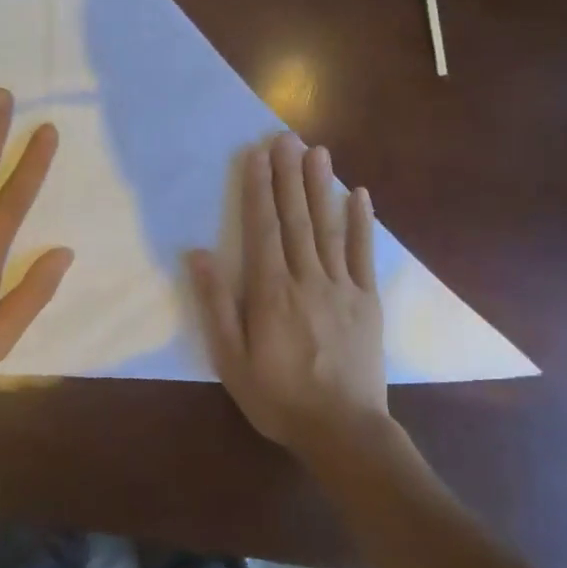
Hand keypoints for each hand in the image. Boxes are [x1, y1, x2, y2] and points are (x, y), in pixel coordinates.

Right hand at [189, 133, 391, 457]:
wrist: (343, 430)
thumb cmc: (278, 398)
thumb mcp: (231, 359)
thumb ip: (216, 305)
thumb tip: (199, 254)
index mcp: (270, 292)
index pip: (262, 228)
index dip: (258, 189)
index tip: (256, 155)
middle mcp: (306, 278)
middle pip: (295, 218)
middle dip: (288, 175)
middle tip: (285, 137)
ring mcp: (341, 287)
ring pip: (328, 227)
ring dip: (321, 187)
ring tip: (317, 151)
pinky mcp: (367, 301)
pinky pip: (363, 254)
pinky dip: (361, 223)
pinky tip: (359, 195)